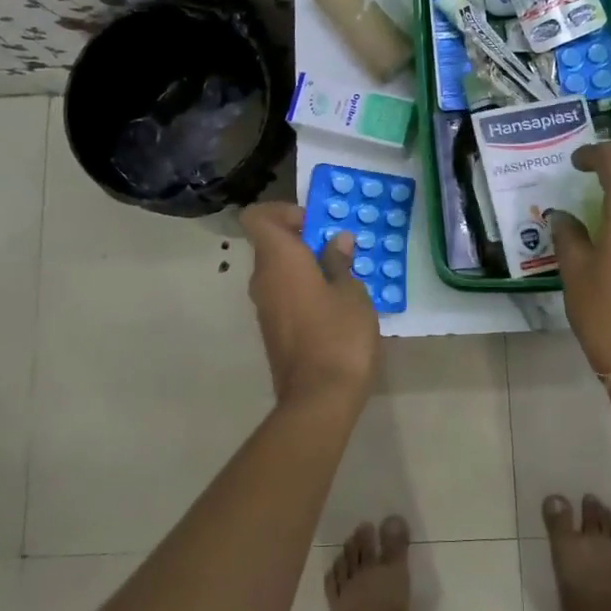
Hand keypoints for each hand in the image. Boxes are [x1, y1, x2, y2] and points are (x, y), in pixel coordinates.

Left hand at [239, 201, 381, 409]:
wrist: (318, 400)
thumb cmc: (339, 336)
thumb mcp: (352, 293)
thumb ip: (340, 262)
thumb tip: (336, 241)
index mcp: (279, 260)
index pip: (258, 217)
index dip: (282, 211)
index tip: (314, 223)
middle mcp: (263, 279)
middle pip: (271, 244)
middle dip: (302, 240)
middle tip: (340, 249)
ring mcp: (265, 308)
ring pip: (279, 272)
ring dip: (305, 266)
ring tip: (343, 277)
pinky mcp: (273, 331)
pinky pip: (284, 295)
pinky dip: (303, 290)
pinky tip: (335, 306)